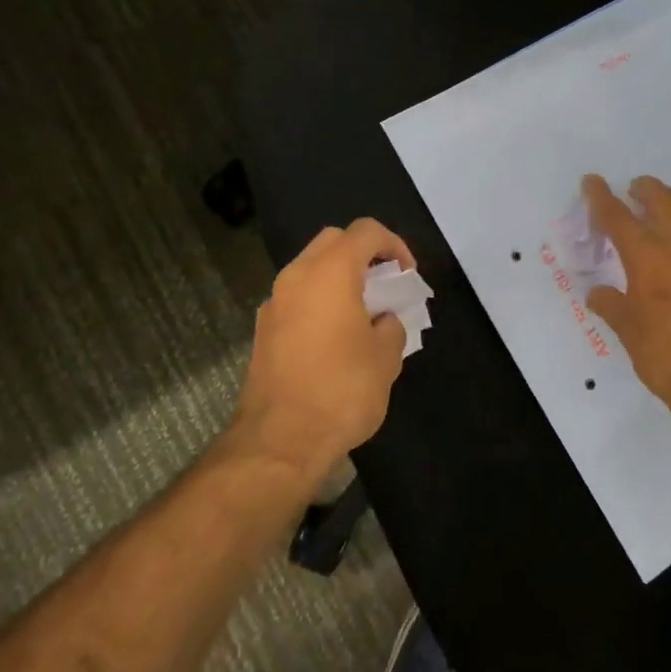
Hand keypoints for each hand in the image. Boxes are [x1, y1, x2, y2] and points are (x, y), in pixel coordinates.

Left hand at [230, 218, 415, 484]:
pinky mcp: (263, 329)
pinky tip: (335, 338)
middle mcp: (296, 276)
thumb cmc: (342, 391)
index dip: (394, 245)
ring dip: (339, 278)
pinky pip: (297, 297)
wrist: (280, 440)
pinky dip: (319, 301)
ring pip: (311, 269)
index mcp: (330, 272)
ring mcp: (274, 302)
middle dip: (364, 255)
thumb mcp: (386, 358)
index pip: (366, 231)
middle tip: (385, 286)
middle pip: (333, 241)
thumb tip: (382, 320)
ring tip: (363, 313)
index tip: (407, 276)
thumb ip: (391, 325)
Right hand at [582, 174, 670, 451]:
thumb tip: (599, 293)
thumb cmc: (666, 357)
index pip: (618, 216)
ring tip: (662, 229)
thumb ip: (612, 305)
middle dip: (644, 190)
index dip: (601, 197)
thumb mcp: (628, 331)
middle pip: (662, 200)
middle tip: (632, 191)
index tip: (592, 182)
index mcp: (648, 257)